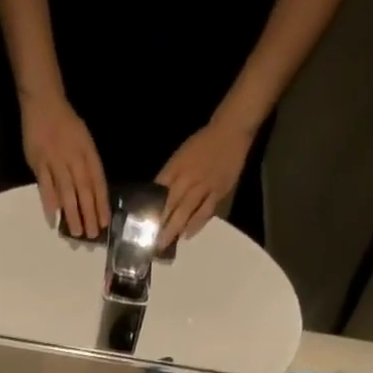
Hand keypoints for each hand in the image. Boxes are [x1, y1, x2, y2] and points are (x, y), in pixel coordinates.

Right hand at [20, 92, 108, 238]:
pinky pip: (45, 185)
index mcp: (87, 152)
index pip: (97, 181)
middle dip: (89, 213)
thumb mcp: (84, 141)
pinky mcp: (39, 162)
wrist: (44, 102)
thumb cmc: (66, 125)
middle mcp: (73, 157)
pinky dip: (49, 202)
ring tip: (76, 233)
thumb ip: (87, 167)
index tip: (104, 223)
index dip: (101, 203)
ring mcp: (55, 160)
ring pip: (66, 190)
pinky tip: (53, 218)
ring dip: (72, 213)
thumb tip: (92, 197)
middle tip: (91, 235)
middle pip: (83, 189)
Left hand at [155, 121, 255, 244]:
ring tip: (164, 243)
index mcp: (177, 166)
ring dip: (174, 228)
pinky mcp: (219, 191)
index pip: (159, 189)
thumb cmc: (203, 143)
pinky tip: (186, 235)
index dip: (150, 207)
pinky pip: (205, 211)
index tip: (141, 224)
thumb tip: (156, 196)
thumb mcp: (181, 154)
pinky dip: (195, 225)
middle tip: (151, 242)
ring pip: (186, 210)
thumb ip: (170, 175)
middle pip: (171, 203)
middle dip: (160, 223)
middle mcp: (189, 176)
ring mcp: (204, 185)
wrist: (231, 130)